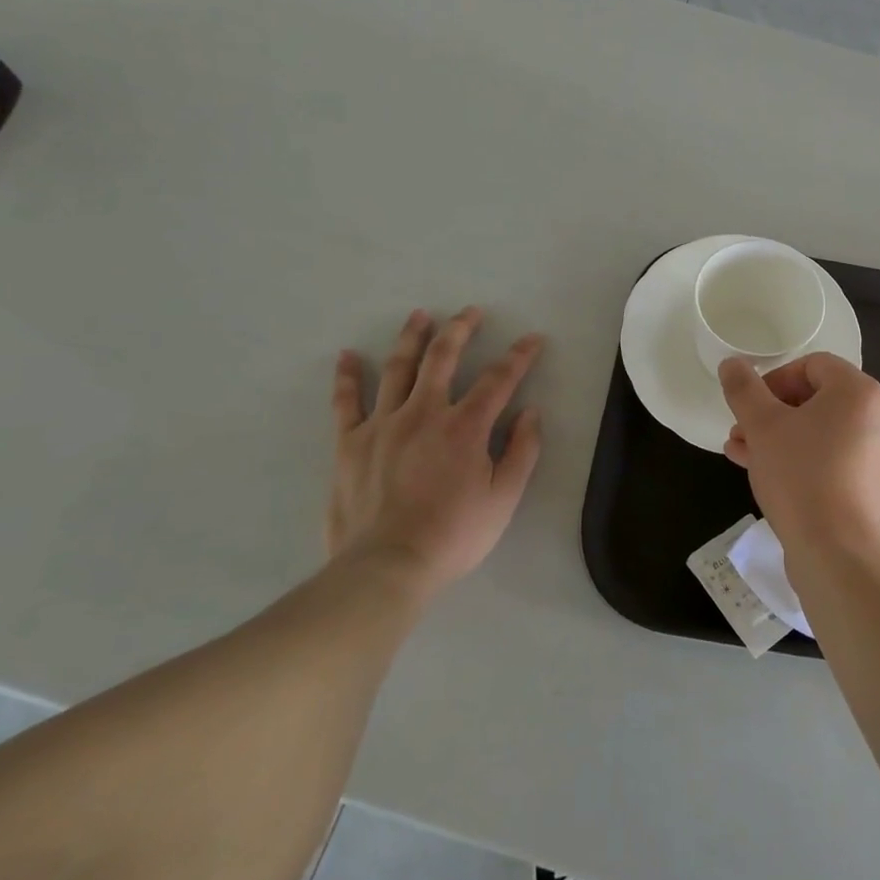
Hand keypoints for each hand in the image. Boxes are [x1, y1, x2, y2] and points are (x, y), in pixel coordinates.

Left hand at [327, 306, 543, 599]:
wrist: (386, 567)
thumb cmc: (453, 535)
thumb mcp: (504, 498)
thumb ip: (522, 451)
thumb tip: (531, 412)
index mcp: (465, 427)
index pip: (499, 379)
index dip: (520, 355)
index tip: (533, 339)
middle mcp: (424, 413)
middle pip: (443, 358)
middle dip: (460, 329)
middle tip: (470, 311)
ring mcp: (383, 424)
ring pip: (398, 368)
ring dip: (412, 337)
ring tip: (420, 315)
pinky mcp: (350, 443)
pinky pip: (346, 402)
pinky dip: (348, 376)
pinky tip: (349, 355)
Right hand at [719, 352, 879, 573]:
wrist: (838, 554)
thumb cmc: (801, 476)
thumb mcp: (763, 426)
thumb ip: (744, 389)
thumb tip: (731, 363)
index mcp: (859, 392)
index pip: (813, 365)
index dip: (775, 378)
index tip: (750, 404)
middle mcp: (878, 418)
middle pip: (817, 399)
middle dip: (771, 412)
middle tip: (740, 430)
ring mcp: (878, 455)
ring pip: (820, 432)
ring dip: (779, 437)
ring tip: (740, 452)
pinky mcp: (871, 487)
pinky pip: (832, 459)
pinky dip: (800, 459)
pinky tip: (761, 473)